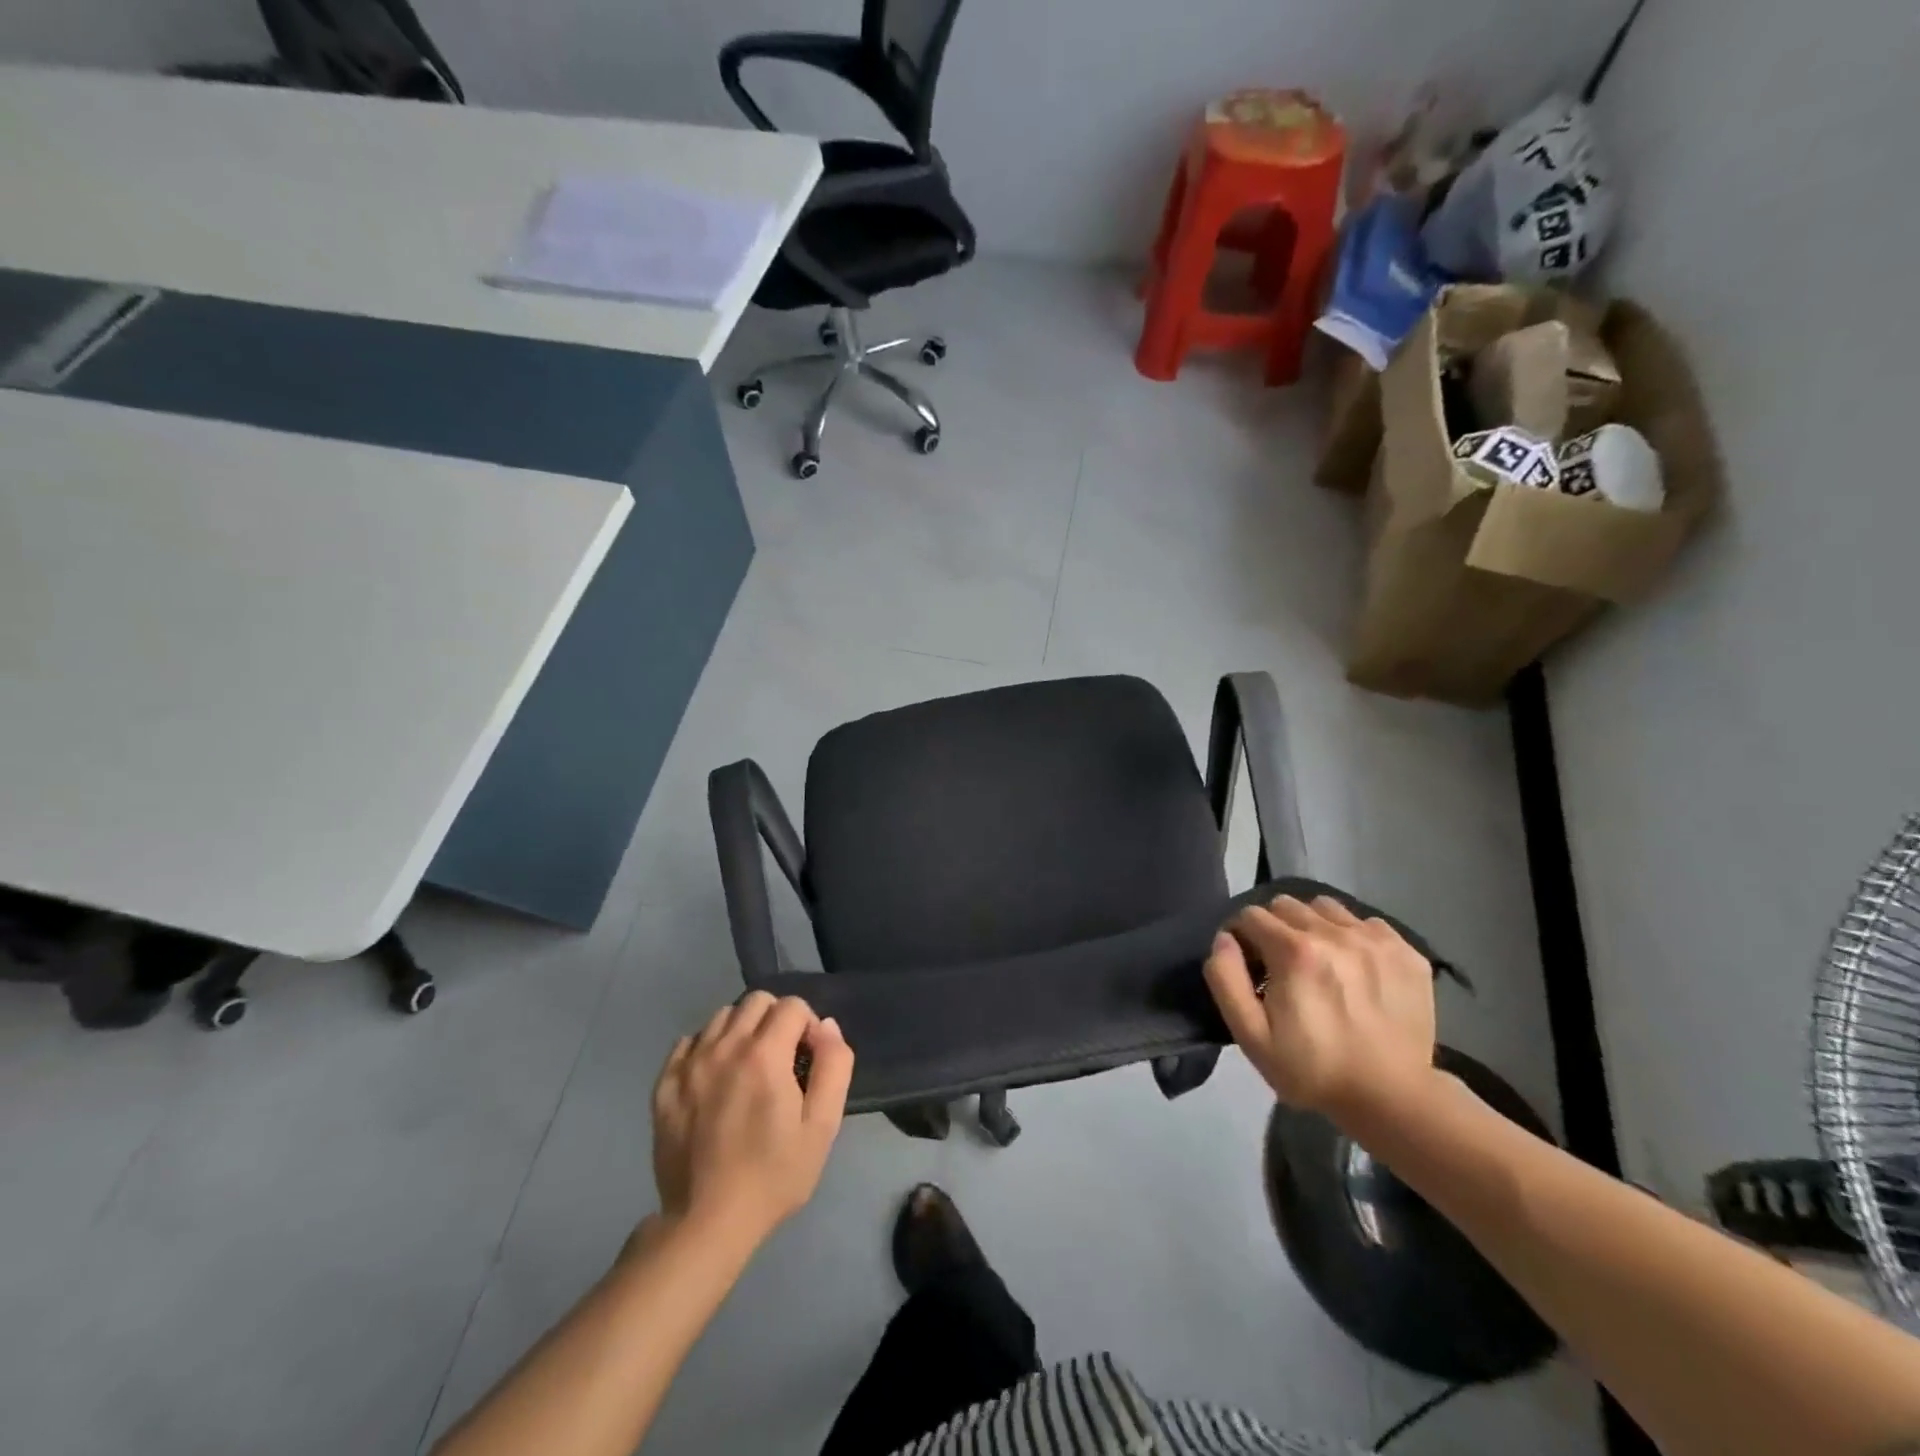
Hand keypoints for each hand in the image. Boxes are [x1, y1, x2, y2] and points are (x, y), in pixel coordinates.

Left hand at [651, 992, 853, 1245]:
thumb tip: (827, 1027)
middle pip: (756, 1001)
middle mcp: (724, 1047)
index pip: (792, 1006)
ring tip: (747, 1068)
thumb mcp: (821, 1127)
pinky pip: (688, 1042)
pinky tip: (715, 1078)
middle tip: (781, 1059)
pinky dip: (706, 1048)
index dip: (808, 1026)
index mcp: (765, 1054)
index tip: (808, 1060)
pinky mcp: (664, 1085)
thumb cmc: (773, 1176)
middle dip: (776, 1019)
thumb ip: (833, 1067)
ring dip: (741, 1030)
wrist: (706, 1224)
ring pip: (721, 1017)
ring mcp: (689, 1065)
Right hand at [1204, 894, 1435, 1122]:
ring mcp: (1373, 939)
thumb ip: (1226, 980)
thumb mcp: (1252, 1036)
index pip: (1251, 915)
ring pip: (1325, 907)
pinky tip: (1354, 968)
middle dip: (1274, 928)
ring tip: (1318, 960)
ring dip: (1312, 926)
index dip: (1242, 937)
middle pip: (1286, 905)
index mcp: (1294, 950)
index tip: (1249, 965)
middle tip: (1280, 964)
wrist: (1393, 1098)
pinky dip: (1352, 936)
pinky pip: (1365, 922)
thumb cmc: (1313, 1069)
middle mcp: (1334, 933)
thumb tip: (1224, 939)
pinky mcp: (1405, 951)